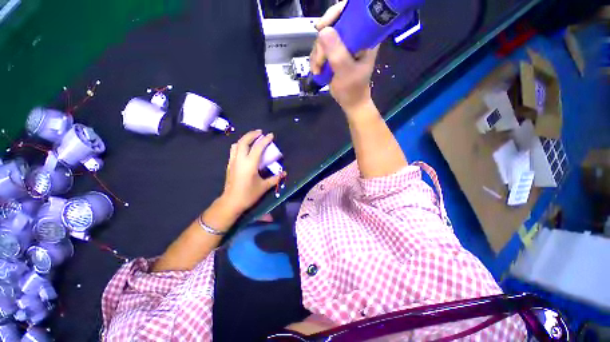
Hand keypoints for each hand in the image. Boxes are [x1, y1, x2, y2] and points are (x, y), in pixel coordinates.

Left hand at [220, 130, 284, 213]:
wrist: (231, 202)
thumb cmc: (248, 194)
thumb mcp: (264, 186)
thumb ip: (275, 178)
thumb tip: (284, 173)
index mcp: (250, 164)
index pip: (258, 147)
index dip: (265, 140)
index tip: (271, 135)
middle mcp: (240, 159)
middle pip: (244, 141)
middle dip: (252, 134)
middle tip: (260, 132)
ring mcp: (233, 161)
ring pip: (237, 144)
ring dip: (245, 138)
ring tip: (252, 137)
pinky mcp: (229, 165)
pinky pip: (233, 150)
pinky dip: (239, 145)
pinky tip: (245, 148)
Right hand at [310, 1, 378, 112]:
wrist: (350, 102)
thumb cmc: (353, 89)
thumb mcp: (346, 72)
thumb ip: (337, 53)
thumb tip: (323, 31)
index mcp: (365, 37)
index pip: (352, 12)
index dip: (335, 14)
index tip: (322, 27)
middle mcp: (354, 37)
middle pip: (332, 25)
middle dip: (322, 44)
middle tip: (320, 61)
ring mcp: (343, 45)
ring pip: (323, 38)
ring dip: (317, 55)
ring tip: (318, 70)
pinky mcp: (334, 53)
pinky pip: (320, 49)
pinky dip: (315, 59)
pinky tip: (317, 70)